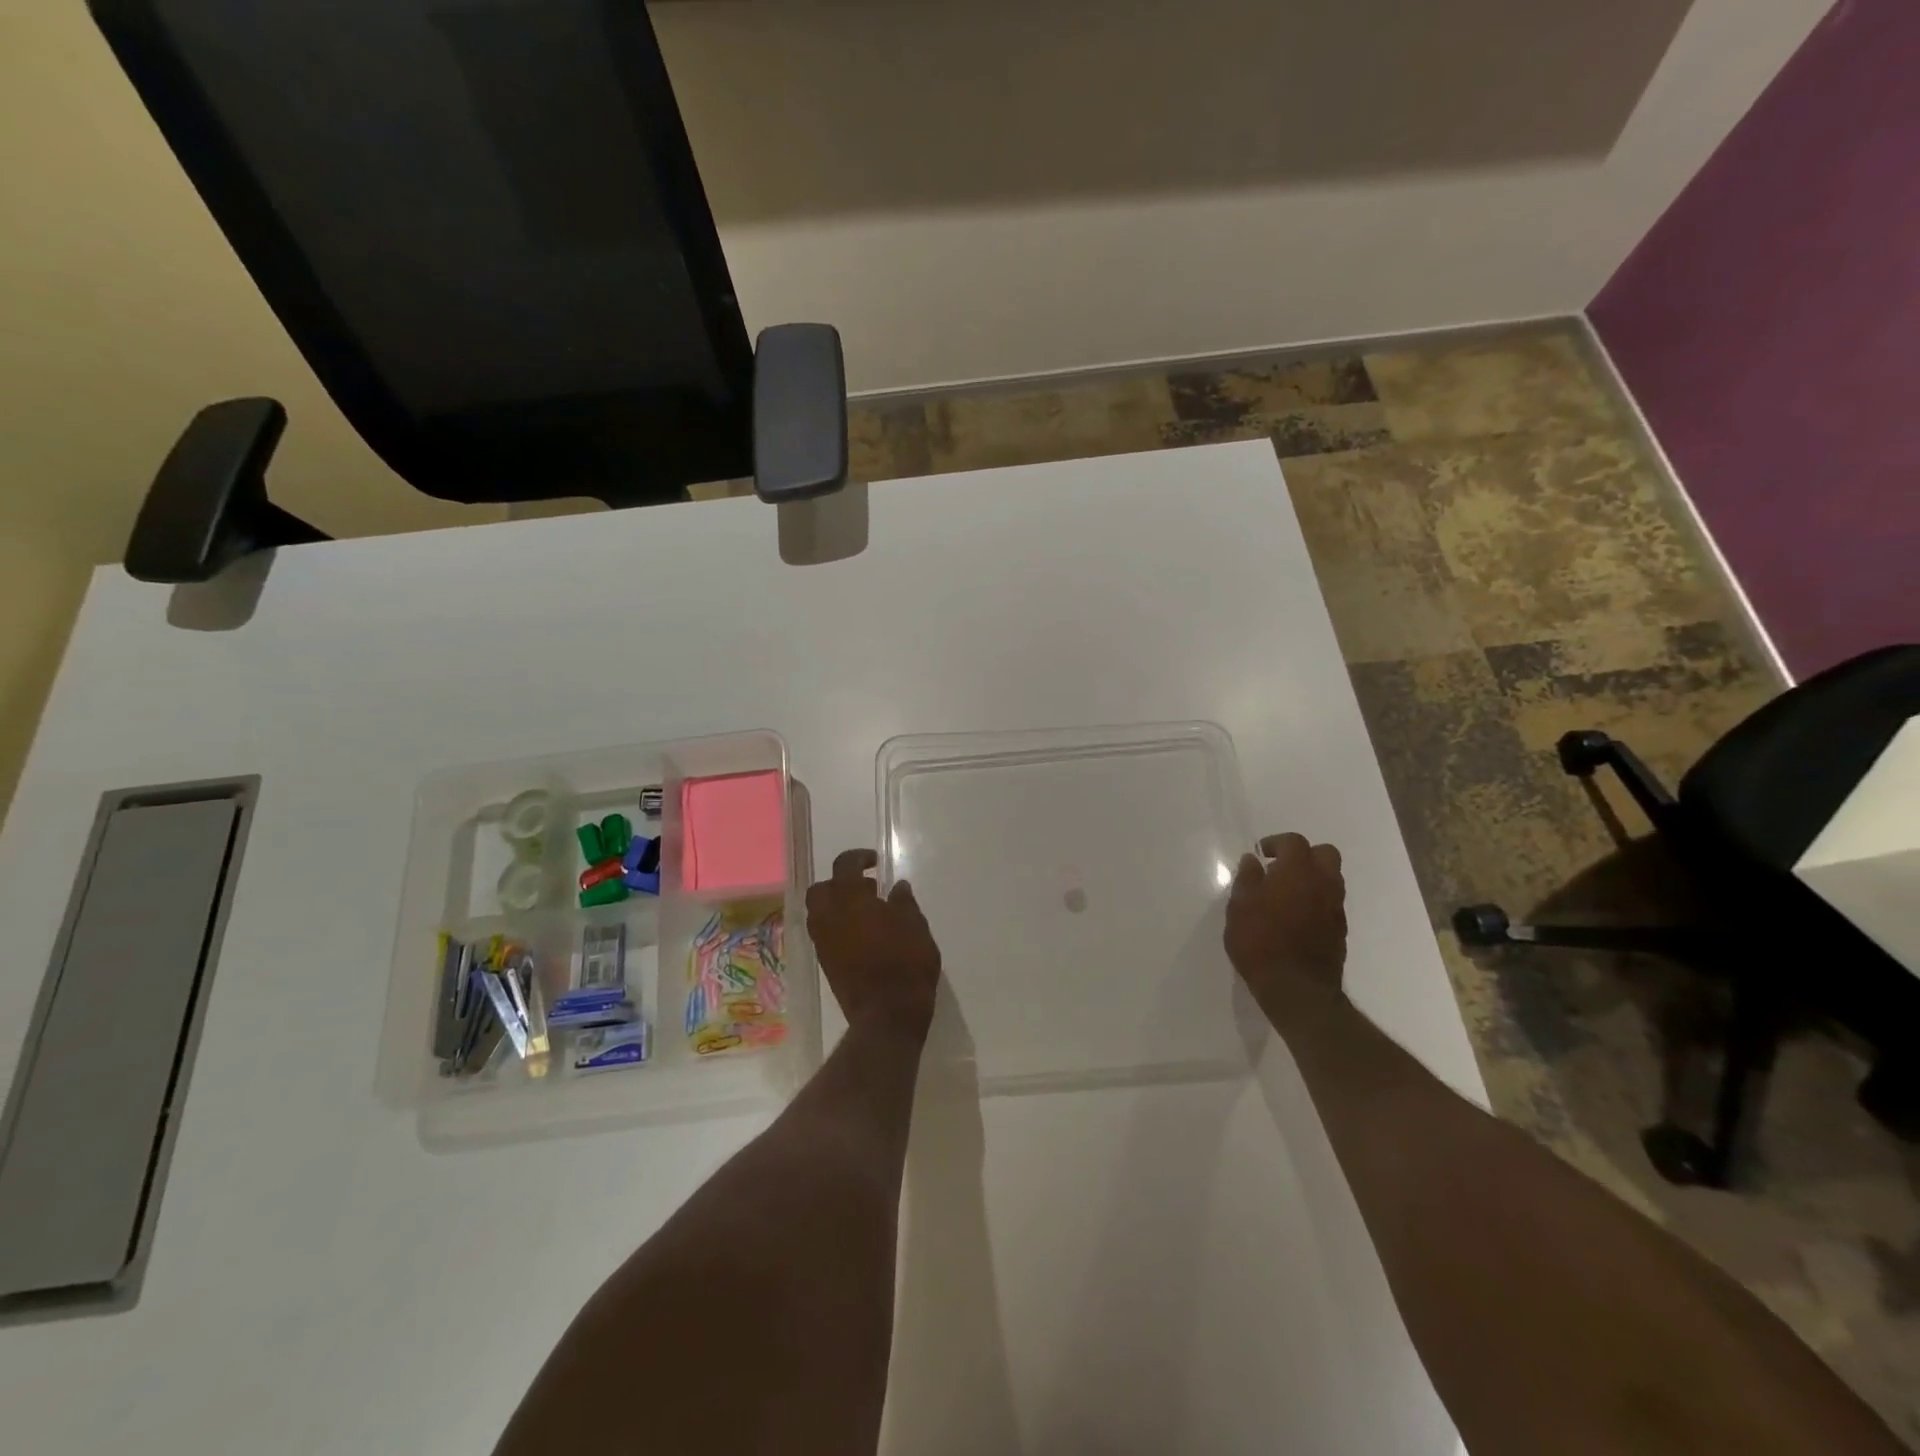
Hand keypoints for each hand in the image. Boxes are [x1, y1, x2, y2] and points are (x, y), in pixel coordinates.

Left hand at [806, 849, 941, 1041]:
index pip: (844, 865)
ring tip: (866, 913)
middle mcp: (828, 917)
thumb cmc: (906, 963)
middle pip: (821, 889)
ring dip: (837, 906)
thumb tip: (897, 888)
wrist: (887, 1014)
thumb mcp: (916, 926)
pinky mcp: (825, 963)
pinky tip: (863, 935)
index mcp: (850, 900)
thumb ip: (903, 903)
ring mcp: (823, 942)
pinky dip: (837, 926)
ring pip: (819, 912)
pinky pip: (824, 933)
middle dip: (840, 883)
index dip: (858, 858)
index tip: (875, 862)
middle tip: (866, 888)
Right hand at [1225, 833, 1347, 1024]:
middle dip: (1304, 855)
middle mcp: (1323, 883)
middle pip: (1325, 854)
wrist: (1296, 988)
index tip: (1261, 854)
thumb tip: (1252, 860)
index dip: (1276, 843)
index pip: (1294, 842)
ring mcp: (1335, 907)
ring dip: (1312, 878)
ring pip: (1331, 878)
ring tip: (1286, 893)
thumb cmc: (1259, 942)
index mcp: (1297, 872)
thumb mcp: (1239, 907)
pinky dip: (1317, 900)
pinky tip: (1296, 916)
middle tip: (1280, 868)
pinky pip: (1331, 902)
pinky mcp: (1340, 930)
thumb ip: (1247, 879)